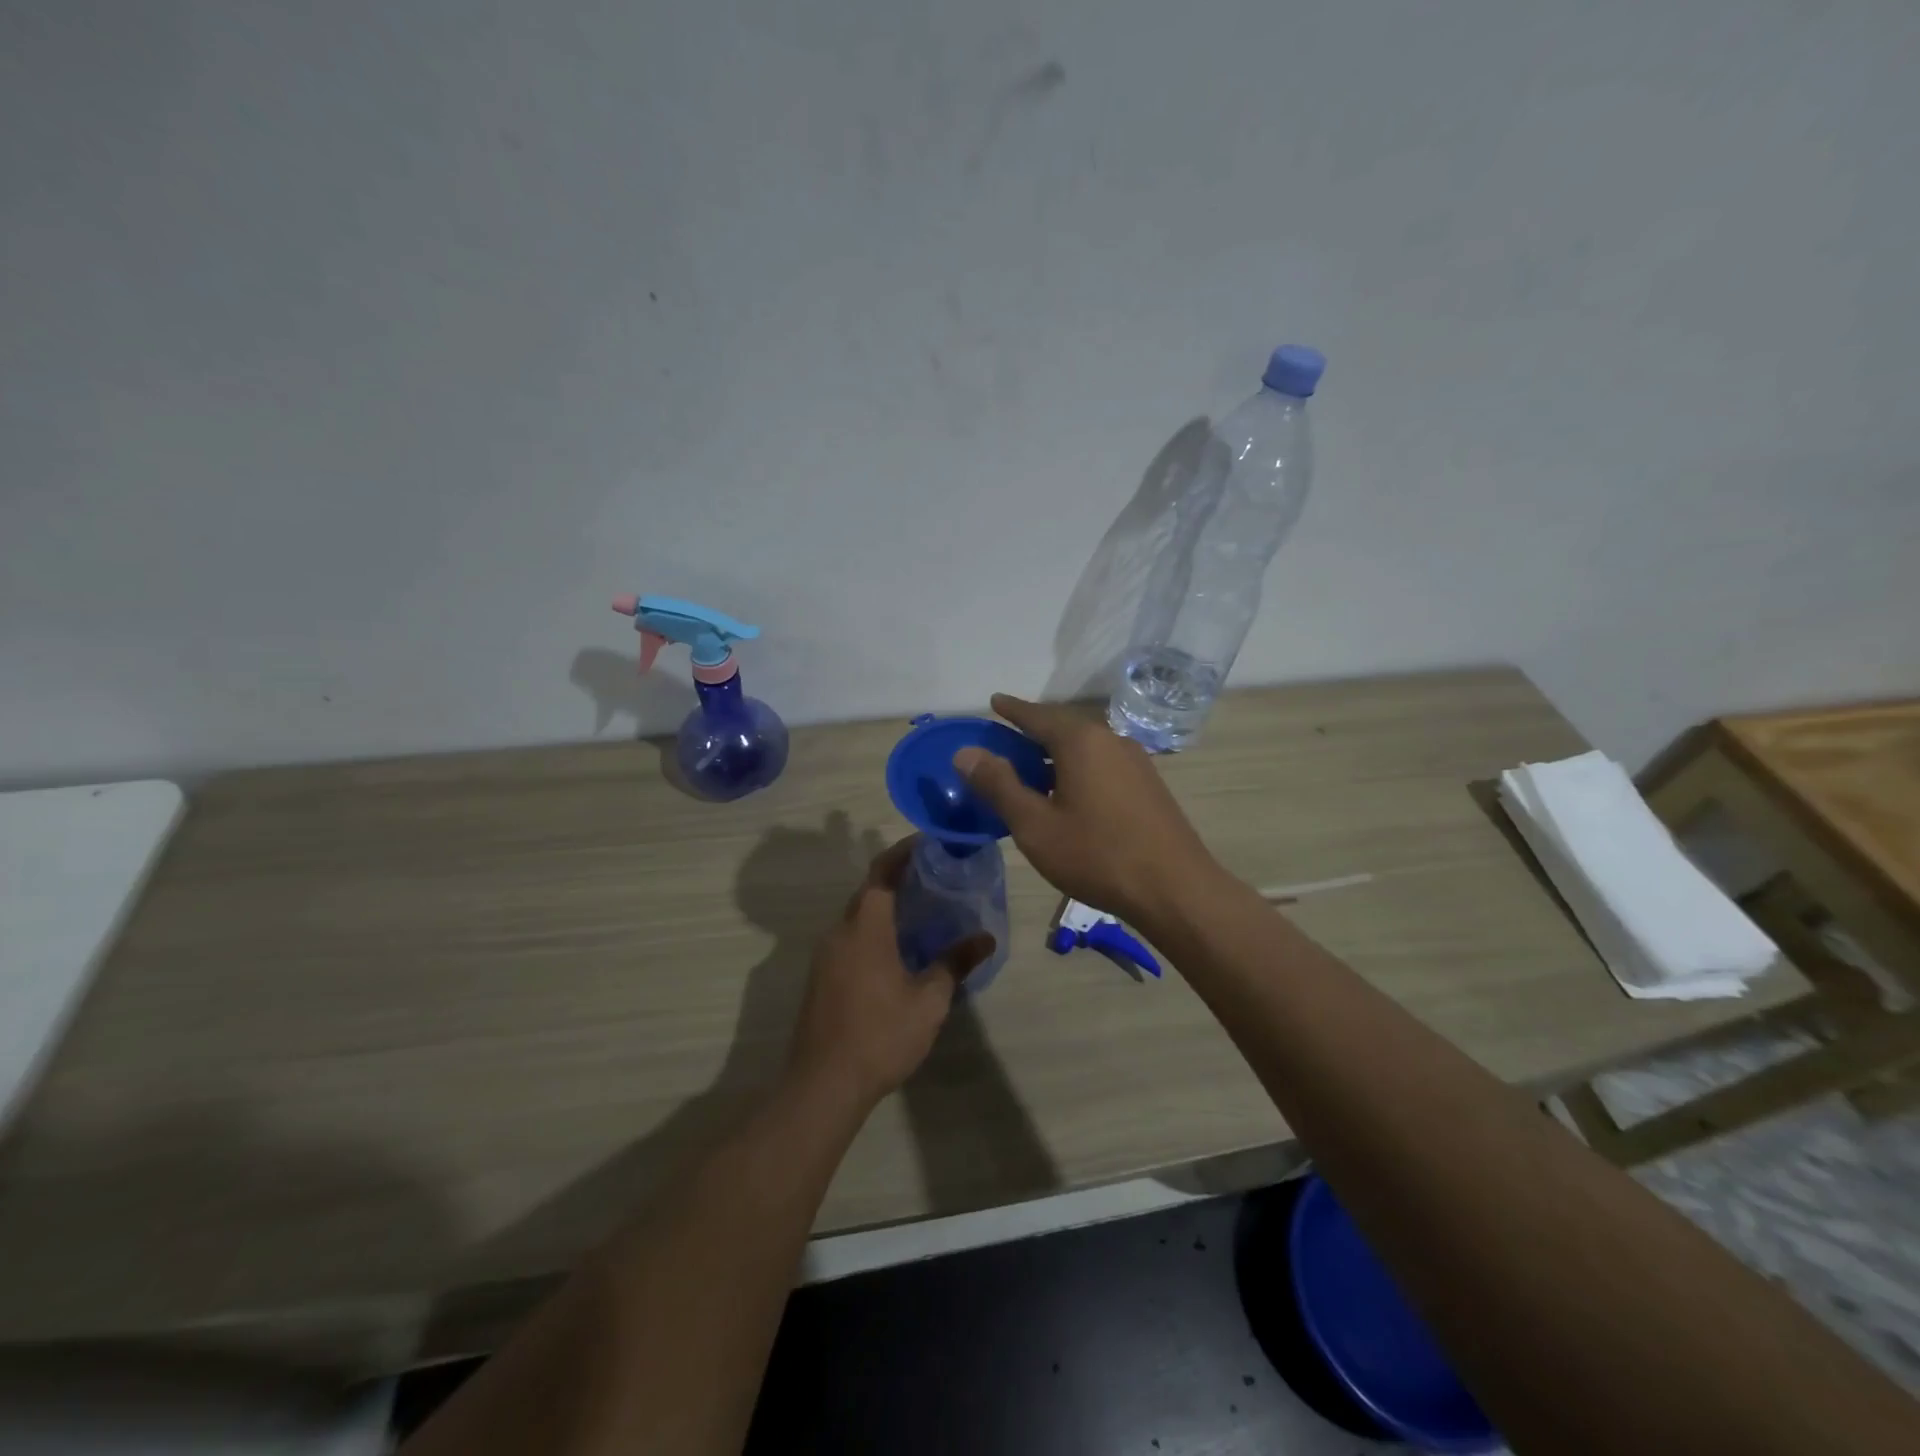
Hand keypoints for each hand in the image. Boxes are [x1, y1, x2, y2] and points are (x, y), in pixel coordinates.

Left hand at [786, 838, 994, 1111]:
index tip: (927, 841)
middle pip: (868, 892)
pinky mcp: (820, 977)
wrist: (823, 1084)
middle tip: (933, 876)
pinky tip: (896, 949)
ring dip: (884, 906)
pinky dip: (872, 930)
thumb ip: (955, 963)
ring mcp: (825, 956)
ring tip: (920, 910)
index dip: (903, 852)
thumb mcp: (929, 1001)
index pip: (882, 873)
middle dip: (897, 878)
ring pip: (857, 917)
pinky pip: (849, 938)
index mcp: (865, 928)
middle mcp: (839, 932)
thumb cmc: (880, 1035)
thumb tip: (986, 938)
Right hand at [953, 693, 1223, 928]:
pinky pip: (1102, 762)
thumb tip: (966, 752)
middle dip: (1034, 729)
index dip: (1012, 709)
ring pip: (1085, 745)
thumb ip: (999, 785)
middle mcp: (1110, 739)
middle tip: (1007, 735)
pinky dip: (1077, 766)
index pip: (1037, 715)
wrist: (1174, 889)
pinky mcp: (1148, 784)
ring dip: (1056, 750)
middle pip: (1064, 725)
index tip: (994, 701)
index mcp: (1081, 741)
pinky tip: (1069, 791)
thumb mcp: (1035, 825)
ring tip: (1032, 766)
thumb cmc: (1097, 855)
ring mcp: (1135, 761)